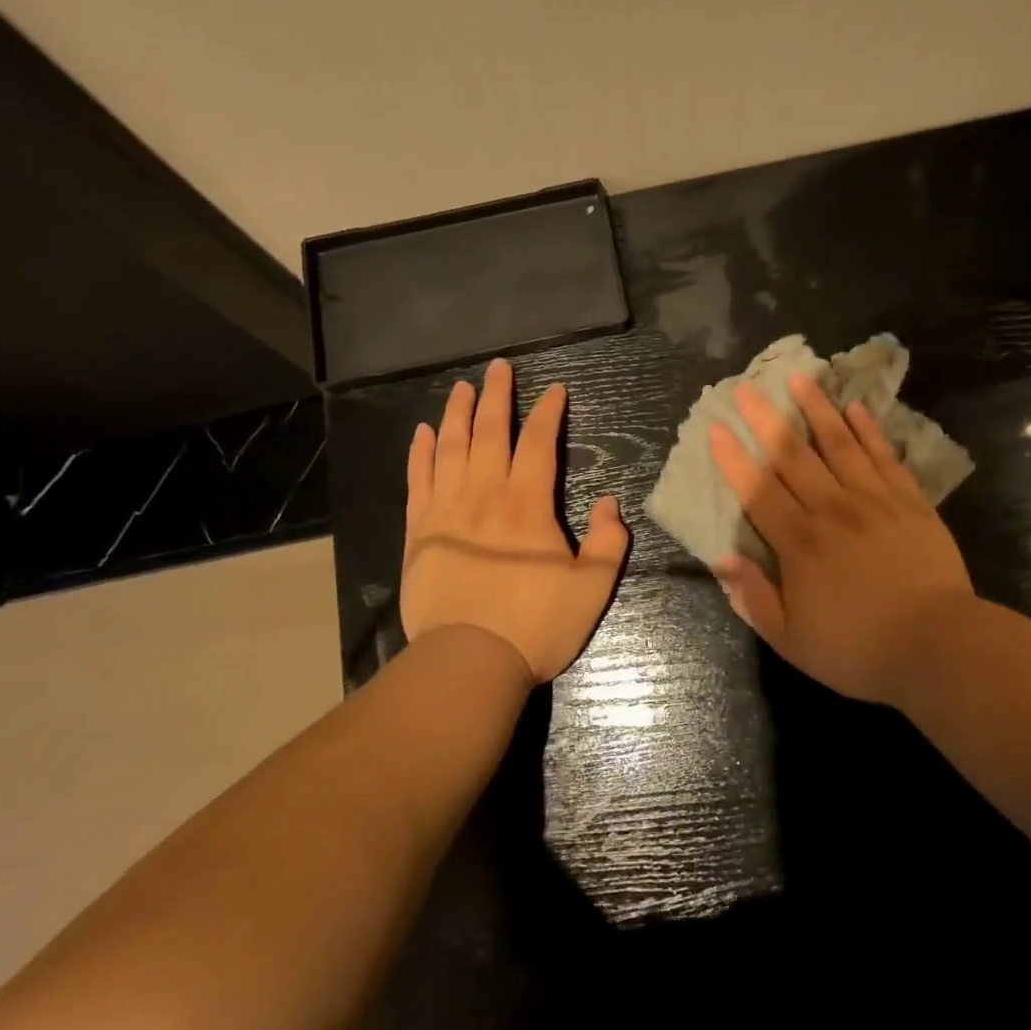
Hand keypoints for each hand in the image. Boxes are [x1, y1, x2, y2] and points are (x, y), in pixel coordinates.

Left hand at [402, 359, 629, 682]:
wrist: (468, 661)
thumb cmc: (535, 624)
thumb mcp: (593, 588)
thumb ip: (609, 541)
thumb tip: (613, 502)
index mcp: (527, 503)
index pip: (538, 442)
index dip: (547, 412)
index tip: (554, 390)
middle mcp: (485, 494)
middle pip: (489, 431)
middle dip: (496, 396)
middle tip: (498, 367)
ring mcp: (446, 510)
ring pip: (450, 447)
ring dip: (456, 413)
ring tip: (461, 387)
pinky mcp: (419, 531)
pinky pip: (418, 480)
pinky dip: (419, 452)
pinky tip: (421, 433)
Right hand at [709, 373, 976, 704]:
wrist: (939, 647)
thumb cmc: (858, 649)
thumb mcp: (791, 640)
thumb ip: (754, 598)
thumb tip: (723, 560)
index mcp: (798, 542)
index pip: (757, 489)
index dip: (734, 457)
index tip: (717, 427)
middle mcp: (831, 509)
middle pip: (792, 455)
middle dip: (766, 419)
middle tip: (747, 387)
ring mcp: (873, 500)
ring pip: (838, 444)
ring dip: (816, 409)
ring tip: (800, 377)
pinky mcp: (909, 501)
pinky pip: (884, 456)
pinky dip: (868, 430)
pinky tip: (855, 407)